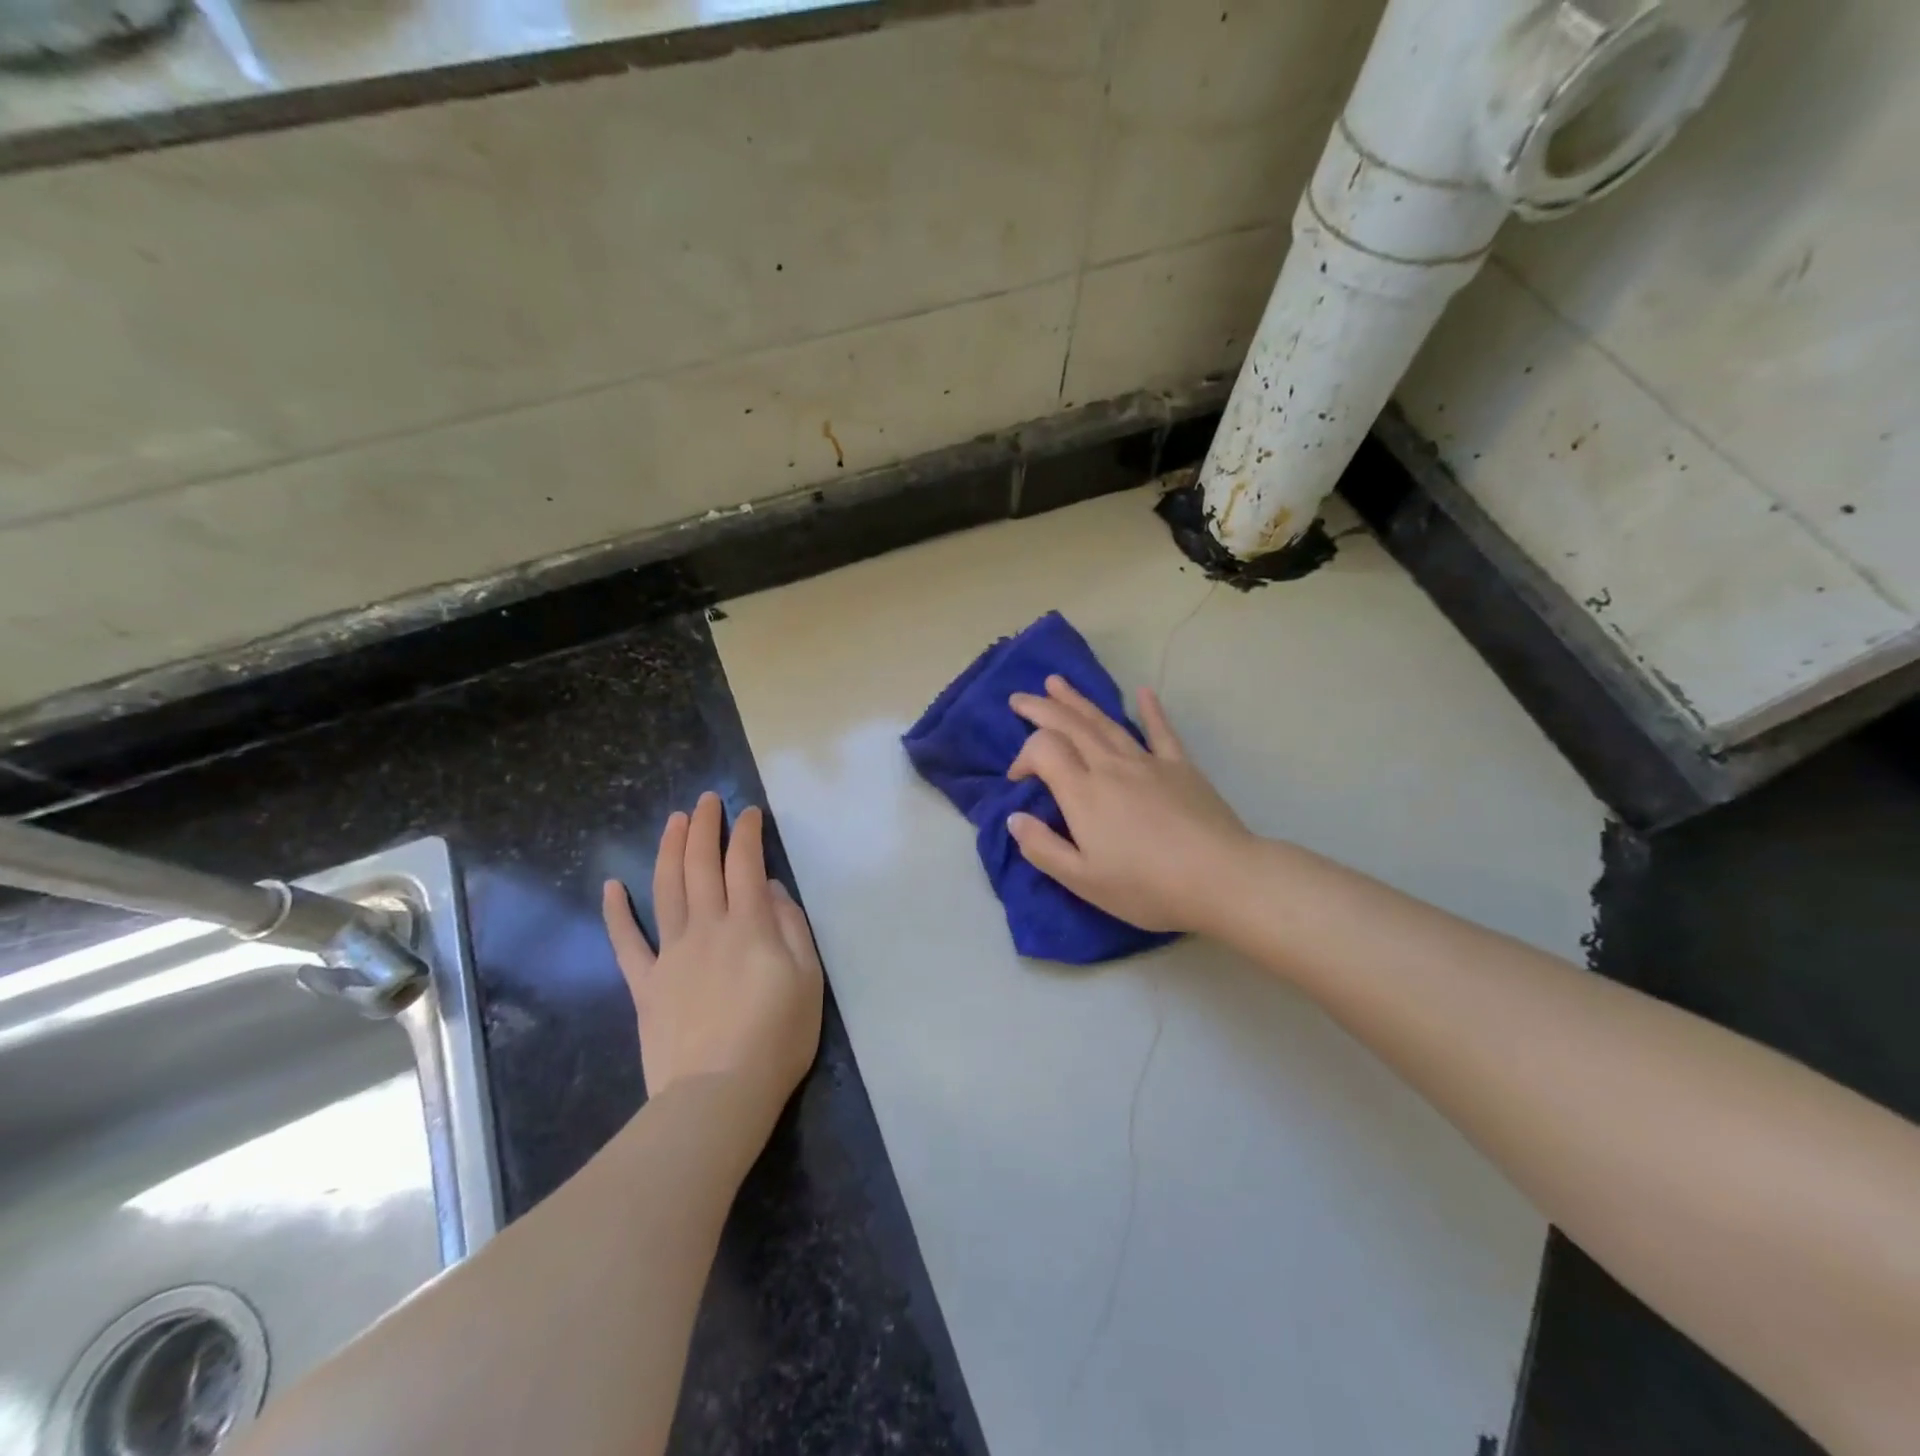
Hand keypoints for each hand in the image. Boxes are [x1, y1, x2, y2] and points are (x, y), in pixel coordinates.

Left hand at [602, 793, 823, 1123]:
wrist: (718, 1095)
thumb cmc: (776, 1038)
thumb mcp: (808, 979)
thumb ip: (791, 927)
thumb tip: (771, 890)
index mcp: (749, 925)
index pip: (745, 864)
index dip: (746, 833)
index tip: (749, 812)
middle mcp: (707, 928)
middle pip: (700, 866)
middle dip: (704, 827)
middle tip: (707, 801)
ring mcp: (671, 954)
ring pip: (665, 890)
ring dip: (668, 850)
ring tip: (673, 821)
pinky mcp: (646, 985)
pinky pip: (626, 943)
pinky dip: (616, 913)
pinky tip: (612, 886)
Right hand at [1007, 677, 1251, 934]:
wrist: (1221, 878)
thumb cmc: (1146, 886)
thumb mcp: (1083, 880)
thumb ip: (1042, 848)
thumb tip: (1014, 818)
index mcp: (1083, 792)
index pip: (1044, 750)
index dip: (1024, 756)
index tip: (1018, 779)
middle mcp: (1111, 767)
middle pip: (1070, 726)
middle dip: (1041, 709)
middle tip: (1019, 697)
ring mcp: (1148, 763)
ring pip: (1106, 723)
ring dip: (1078, 701)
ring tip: (1057, 682)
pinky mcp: (1180, 767)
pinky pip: (1161, 732)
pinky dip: (1150, 710)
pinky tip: (1143, 692)